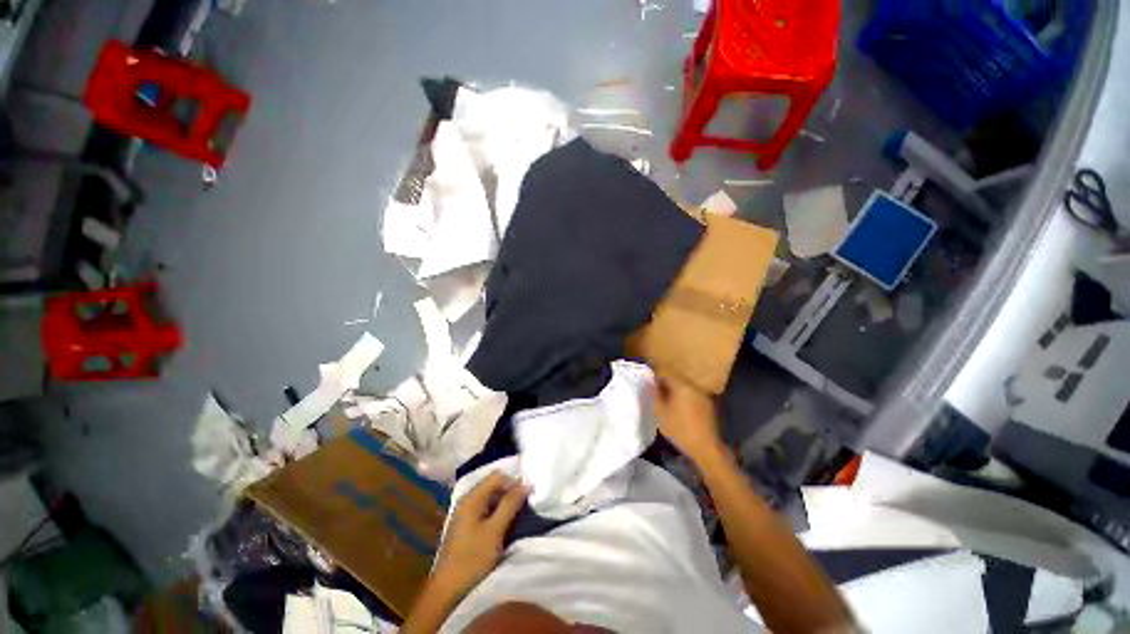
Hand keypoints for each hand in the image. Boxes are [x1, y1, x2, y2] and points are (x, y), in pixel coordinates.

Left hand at [433, 472, 528, 597]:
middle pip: (493, 485)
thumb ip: (510, 504)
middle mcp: (467, 501)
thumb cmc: (472, 558)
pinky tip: (504, 526)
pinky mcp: (466, 526)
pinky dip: (496, 513)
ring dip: (504, 504)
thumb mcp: (495, 530)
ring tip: (516, 517)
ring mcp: (465, 513)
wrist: (447, 590)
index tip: (526, 497)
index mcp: (472, 498)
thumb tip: (526, 483)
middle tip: (523, 507)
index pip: (497, 476)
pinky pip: (485, 509)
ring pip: (490, 498)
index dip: (513, 482)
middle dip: (509, 492)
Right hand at [654, 375, 722, 460]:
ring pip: (684, 390)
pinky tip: (680, 412)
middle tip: (657, 397)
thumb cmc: (679, 428)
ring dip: (675, 394)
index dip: (656, 380)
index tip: (650, 388)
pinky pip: (692, 398)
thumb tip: (649, 381)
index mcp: (681, 385)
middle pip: (676, 381)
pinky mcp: (708, 407)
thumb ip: (654, 394)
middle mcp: (694, 387)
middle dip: (665, 387)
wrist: (705, 448)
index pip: (666, 375)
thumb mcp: (660, 412)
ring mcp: (703, 397)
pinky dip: (684, 401)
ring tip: (667, 405)